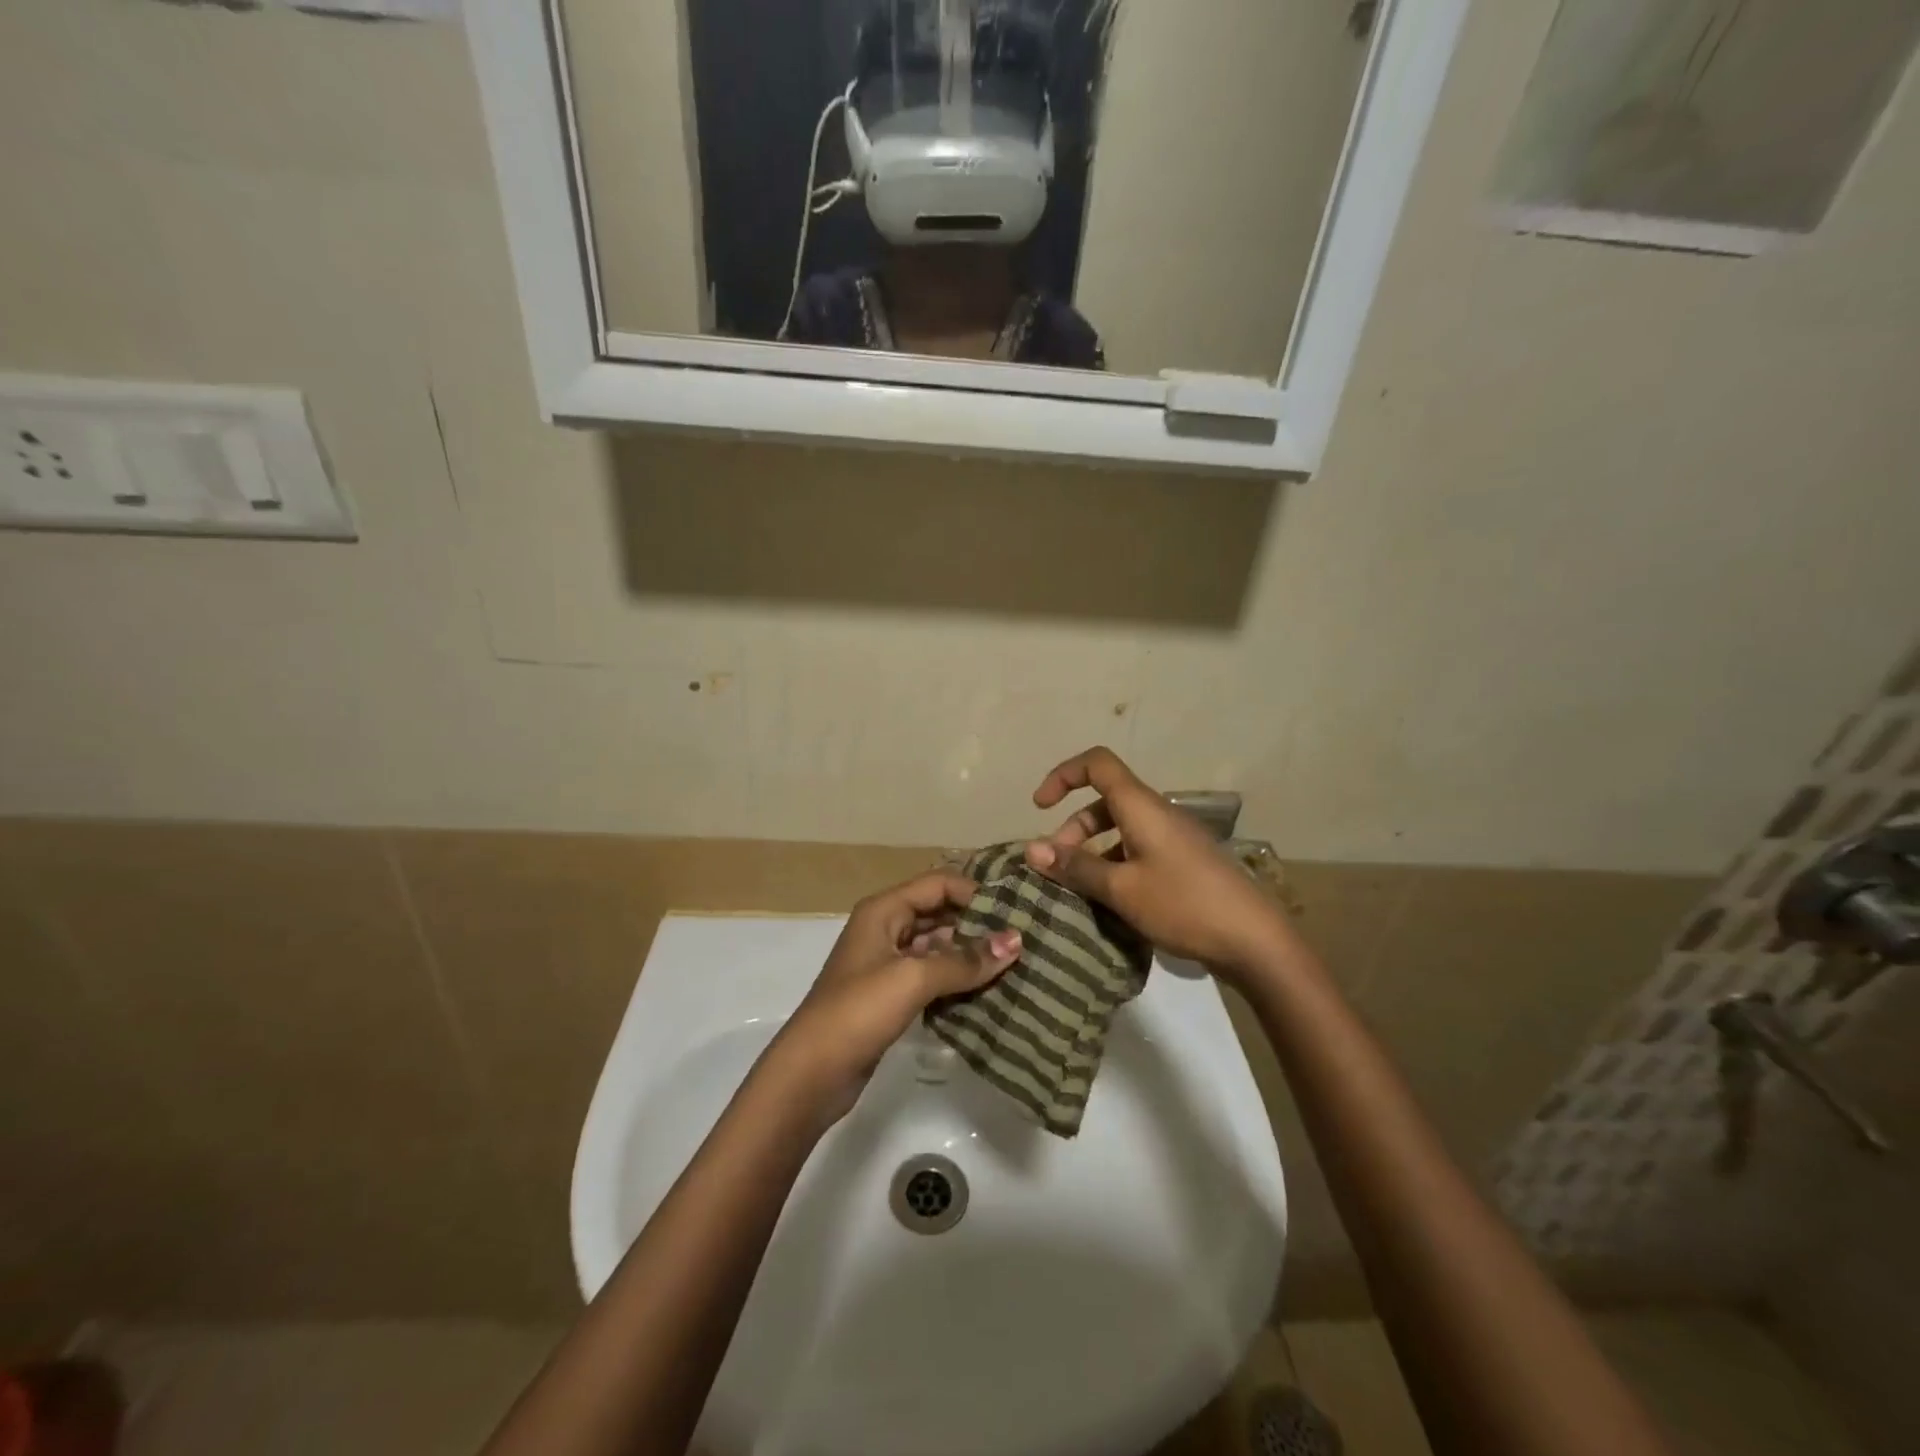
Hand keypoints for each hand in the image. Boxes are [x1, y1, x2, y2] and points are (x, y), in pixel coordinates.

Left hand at [762, 871, 1021, 1124]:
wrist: (812, 1073)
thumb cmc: (858, 1011)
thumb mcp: (913, 978)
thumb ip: (964, 959)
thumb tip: (1016, 941)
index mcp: (883, 910)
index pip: (938, 884)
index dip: (975, 892)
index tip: (1016, 909)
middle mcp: (885, 928)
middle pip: (939, 913)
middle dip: (977, 923)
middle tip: (1024, 938)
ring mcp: (887, 964)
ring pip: (937, 947)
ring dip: (970, 954)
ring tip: (1015, 964)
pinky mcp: (891, 996)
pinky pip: (932, 976)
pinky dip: (957, 980)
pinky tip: (988, 991)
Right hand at [1024, 747, 1293, 982]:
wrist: (1255, 941)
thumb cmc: (1184, 905)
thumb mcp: (1122, 889)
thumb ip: (1076, 867)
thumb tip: (1031, 848)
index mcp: (1141, 807)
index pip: (1096, 764)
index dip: (1063, 775)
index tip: (1039, 807)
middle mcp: (1157, 814)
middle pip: (1104, 802)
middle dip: (1073, 828)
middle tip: (1057, 868)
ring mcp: (1173, 839)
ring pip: (1120, 829)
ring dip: (1093, 851)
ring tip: (1079, 890)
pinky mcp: (1183, 863)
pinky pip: (1137, 850)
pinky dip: (1115, 865)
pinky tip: (1110, 901)